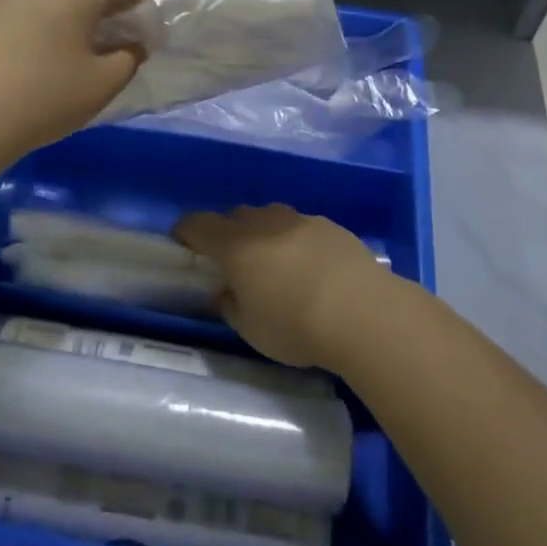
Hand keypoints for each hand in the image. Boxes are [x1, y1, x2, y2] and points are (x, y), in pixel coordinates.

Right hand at [174, 205, 387, 369]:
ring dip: (263, 233)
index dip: (186, 232)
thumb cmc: (296, 326)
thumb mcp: (250, 328)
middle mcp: (264, 223)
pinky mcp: (331, 226)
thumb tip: (225, 291)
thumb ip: (230, 305)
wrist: (363, 312)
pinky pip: (301, 226)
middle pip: (235, 216)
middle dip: (227, 232)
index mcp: (236, 245)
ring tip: (273, 262)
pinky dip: (295, 240)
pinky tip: (310, 267)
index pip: (198, 224)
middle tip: (232, 261)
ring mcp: (300, 220)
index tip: (183, 243)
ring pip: (270, 217)